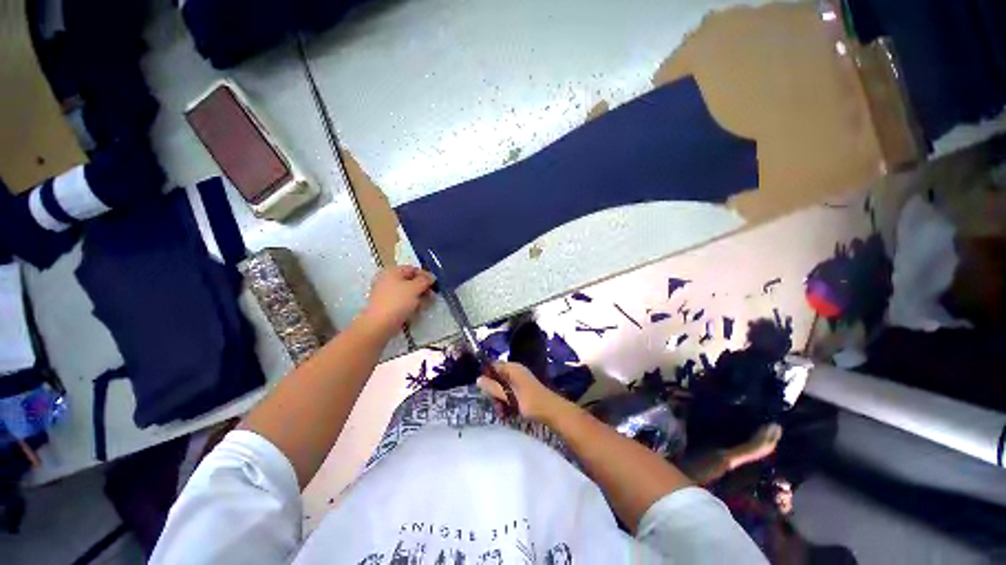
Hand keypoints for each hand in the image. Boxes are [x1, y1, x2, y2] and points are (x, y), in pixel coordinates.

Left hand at [360, 266, 435, 336]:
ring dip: (418, 297)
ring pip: (407, 292)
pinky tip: (417, 311)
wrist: (379, 324)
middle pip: (410, 281)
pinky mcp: (386, 306)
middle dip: (423, 288)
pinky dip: (411, 305)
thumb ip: (425, 280)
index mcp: (392, 271)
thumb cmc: (397, 302)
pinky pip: (402, 302)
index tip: (434, 284)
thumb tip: (431, 276)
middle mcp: (387, 280)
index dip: (425, 275)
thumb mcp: (415, 288)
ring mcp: (385, 294)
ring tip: (426, 305)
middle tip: (432, 295)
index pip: (413, 269)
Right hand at [477, 362, 568, 421]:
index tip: (482, 390)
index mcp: (512, 368)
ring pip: (503, 388)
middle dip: (494, 393)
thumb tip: (478, 379)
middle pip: (497, 378)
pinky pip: (510, 393)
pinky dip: (507, 402)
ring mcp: (520, 380)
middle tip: (496, 407)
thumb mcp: (508, 395)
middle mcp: (515, 371)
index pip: (493, 366)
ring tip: (502, 414)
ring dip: (500, 401)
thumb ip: (492, 387)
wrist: (551, 411)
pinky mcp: (523, 390)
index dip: (486, 376)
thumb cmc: (529, 401)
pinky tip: (507, 414)